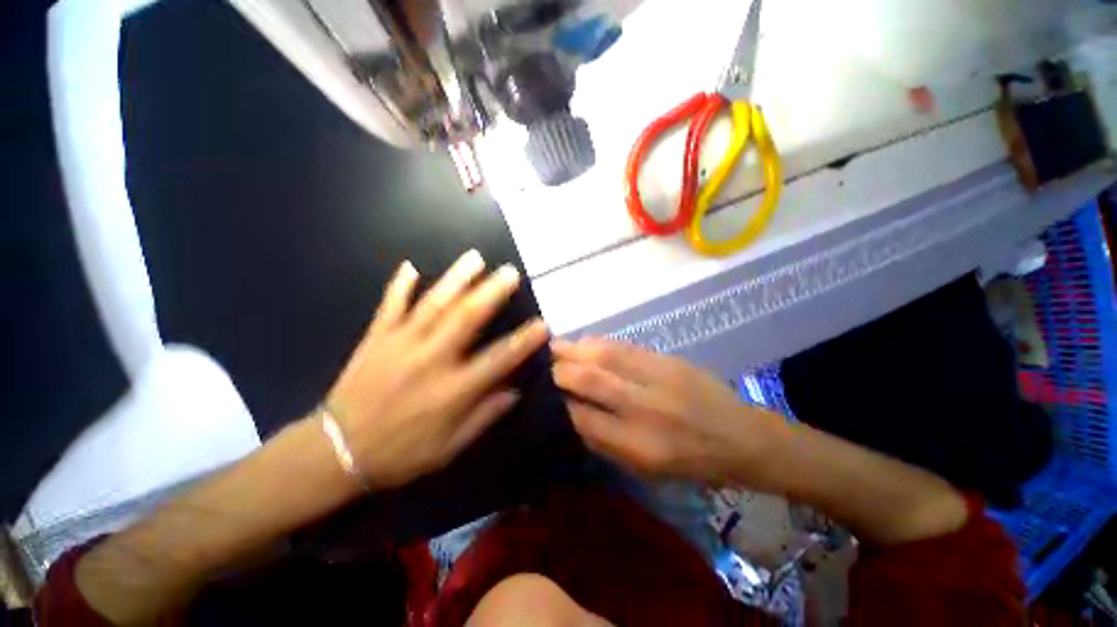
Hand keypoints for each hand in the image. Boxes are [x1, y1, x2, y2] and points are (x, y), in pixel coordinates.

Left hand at [326, 250, 548, 488]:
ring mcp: (400, 344)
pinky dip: (399, 285)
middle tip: (510, 272)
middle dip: (492, 292)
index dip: (523, 341)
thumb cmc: (400, 453)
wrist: (335, 453)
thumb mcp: (449, 448)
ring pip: (433, 304)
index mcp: (452, 390)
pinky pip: (389, 306)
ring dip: (456, 279)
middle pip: (466, 318)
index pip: (498, 359)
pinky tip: (410, 266)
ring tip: (475, 258)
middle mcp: (431, 360)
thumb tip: (514, 392)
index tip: (542, 324)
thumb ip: (484, 417)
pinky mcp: (376, 338)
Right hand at [551, 338, 786, 486]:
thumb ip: (606, 442)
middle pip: (590, 381)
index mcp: (639, 446)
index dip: (559, 404)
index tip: (544, 394)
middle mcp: (645, 409)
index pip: (583, 420)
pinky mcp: (668, 360)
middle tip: (542, 363)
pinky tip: (585, 342)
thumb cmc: (692, 462)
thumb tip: (571, 415)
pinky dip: (600, 343)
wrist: (741, 437)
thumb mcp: (646, 469)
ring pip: (605, 356)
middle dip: (560, 370)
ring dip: (575, 349)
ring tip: (555, 346)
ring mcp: (658, 379)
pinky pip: (625, 347)